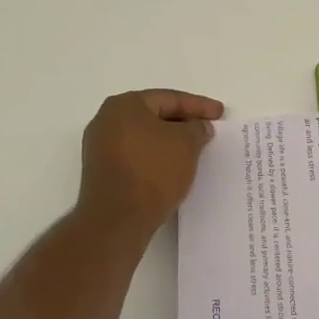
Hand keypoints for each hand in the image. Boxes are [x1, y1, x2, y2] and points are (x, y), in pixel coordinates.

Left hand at [77, 88, 223, 233]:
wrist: (117, 220)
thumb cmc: (153, 172)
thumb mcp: (187, 144)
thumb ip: (197, 128)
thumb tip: (197, 126)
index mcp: (125, 105)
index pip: (169, 98)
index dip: (198, 105)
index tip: (219, 113)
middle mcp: (106, 120)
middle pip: (154, 115)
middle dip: (182, 122)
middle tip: (207, 128)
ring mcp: (99, 147)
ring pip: (144, 136)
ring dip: (169, 141)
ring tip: (194, 149)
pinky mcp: (101, 171)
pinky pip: (135, 155)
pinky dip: (155, 157)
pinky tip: (173, 167)